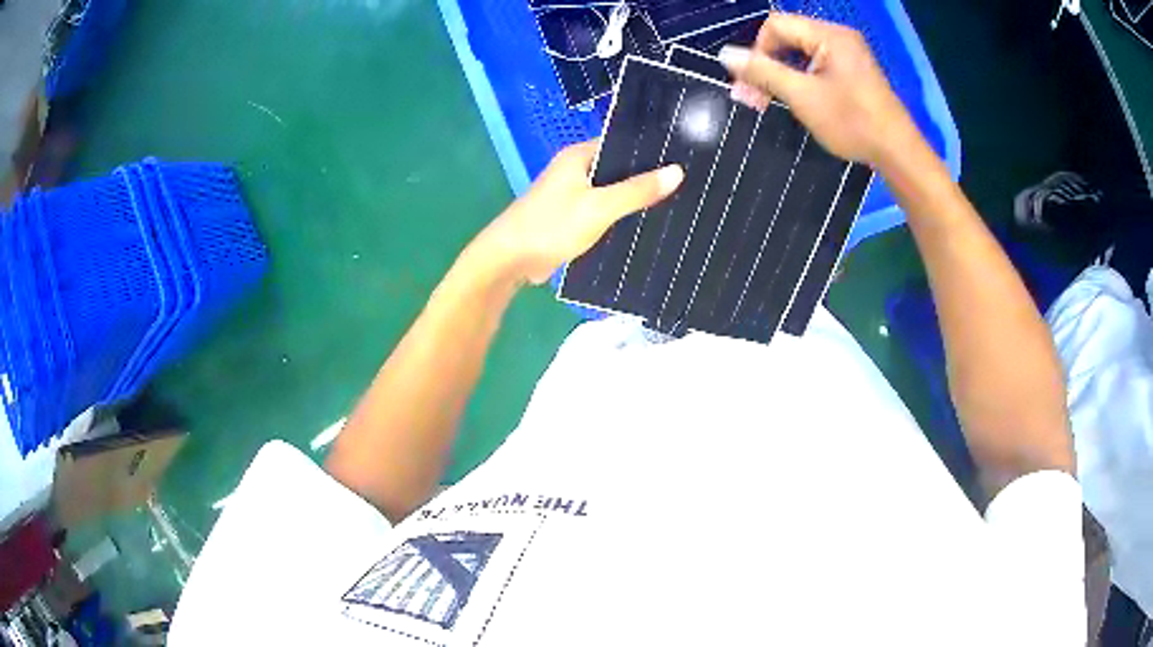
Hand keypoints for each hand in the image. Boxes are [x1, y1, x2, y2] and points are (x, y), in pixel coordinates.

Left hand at [474, 141, 682, 284]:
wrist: (509, 260)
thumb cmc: (551, 226)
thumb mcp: (599, 207)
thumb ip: (637, 190)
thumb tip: (677, 171)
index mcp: (579, 155)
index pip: (623, 142)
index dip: (652, 150)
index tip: (685, 157)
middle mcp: (576, 169)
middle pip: (619, 167)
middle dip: (648, 177)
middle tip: (687, 184)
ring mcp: (573, 193)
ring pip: (612, 191)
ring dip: (634, 198)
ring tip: (676, 202)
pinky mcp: (572, 216)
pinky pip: (603, 210)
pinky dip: (620, 215)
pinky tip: (645, 223)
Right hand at [719, 13, 921, 167]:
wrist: (897, 152)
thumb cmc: (852, 123)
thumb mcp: (803, 96)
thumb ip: (763, 72)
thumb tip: (725, 54)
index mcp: (829, 35)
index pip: (777, 25)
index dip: (757, 51)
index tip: (750, 83)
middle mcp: (838, 37)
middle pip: (788, 38)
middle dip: (766, 65)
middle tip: (752, 98)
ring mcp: (848, 54)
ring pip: (800, 53)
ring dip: (780, 75)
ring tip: (767, 102)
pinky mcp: (852, 71)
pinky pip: (816, 65)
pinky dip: (800, 80)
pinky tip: (794, 100)